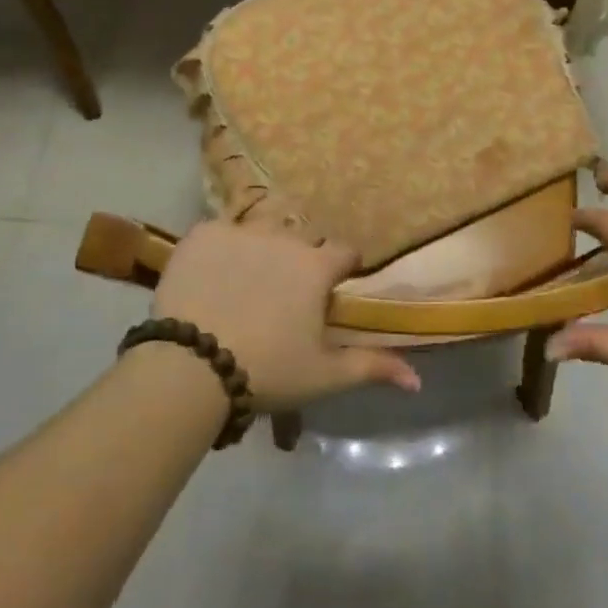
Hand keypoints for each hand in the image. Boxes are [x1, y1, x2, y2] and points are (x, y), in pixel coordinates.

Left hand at [150, 221, 420, 411]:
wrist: (190, 367)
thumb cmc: (267, 370)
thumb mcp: (324, 375)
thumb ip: (373, 367)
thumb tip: (418, 380)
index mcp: (316, 266)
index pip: (345, 251)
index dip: (341, 270)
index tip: (331, 290)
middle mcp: (283, 238)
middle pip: (302, 237)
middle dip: (300, 258)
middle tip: (284, 292)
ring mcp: (240, 231)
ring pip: (260, 228)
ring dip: (261, 246)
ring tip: (246, 278)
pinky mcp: (201, 235)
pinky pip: (219, 231)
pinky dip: (220, 248)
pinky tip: (211, 275)